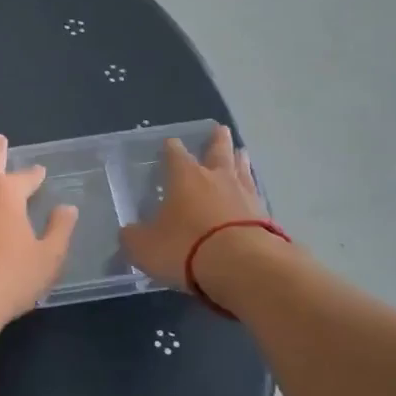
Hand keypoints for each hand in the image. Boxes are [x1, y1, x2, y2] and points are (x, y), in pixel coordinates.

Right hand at [119, 126, 265, 290]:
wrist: (242, 267)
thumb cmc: (185, 247)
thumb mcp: (144, 246)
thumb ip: (133, 236)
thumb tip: (129, 232)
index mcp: (184, 177)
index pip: (175, 153)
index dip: (171, 147)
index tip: (170, 143)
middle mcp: (216, 178)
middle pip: (218, 151)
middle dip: (217, 140)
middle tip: (220, 128)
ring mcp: (245, 195)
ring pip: (242, 169)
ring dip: (240, 160)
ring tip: (242, 153)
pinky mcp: (266, 217)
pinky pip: (256, 197)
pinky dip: (252, 193)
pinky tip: (253, 195)